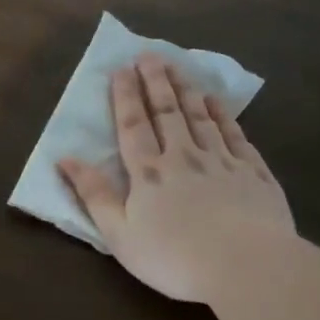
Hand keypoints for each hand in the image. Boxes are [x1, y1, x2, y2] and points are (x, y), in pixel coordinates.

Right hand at [59, 55, 293, 303]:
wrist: (245, 265)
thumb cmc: (173, 257)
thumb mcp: (119, 234)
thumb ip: (93, 195)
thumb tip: (65, 159)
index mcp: (149, 173)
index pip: (133, 126)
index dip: (126, 97)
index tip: (121, 69)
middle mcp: (184, 157)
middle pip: (168, 112)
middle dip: (156, 82)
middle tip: (150, 54)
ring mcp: (222, 161)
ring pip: (201, 117)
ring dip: (187, 90)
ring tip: (179, 67)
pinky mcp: (253, 173)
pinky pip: (235, 135)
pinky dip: (224, 115)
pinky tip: (217, 102)